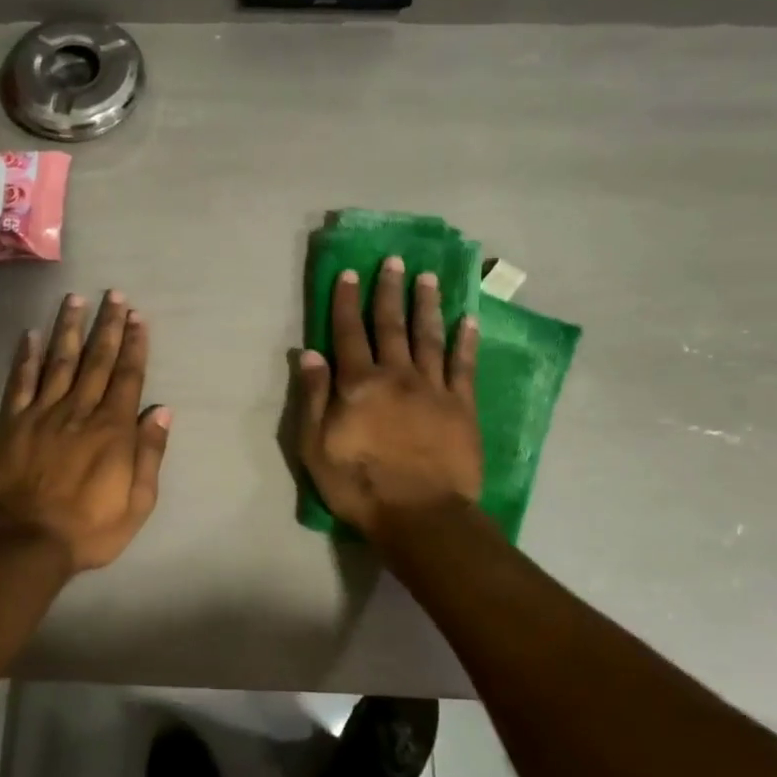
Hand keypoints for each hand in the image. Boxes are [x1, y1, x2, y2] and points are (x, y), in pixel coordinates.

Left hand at [0, 291, 171, 573]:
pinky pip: (20, 383)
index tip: (138, 317)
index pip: (128, 377)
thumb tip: (161, 411)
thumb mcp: (137, 503)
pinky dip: (25, 357)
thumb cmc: (88, 529)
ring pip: (59, 361)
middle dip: (108, 326)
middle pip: (97, 360)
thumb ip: (149, 455)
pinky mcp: (12, 423)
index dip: (134, 345)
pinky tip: (30, 334)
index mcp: (112, 430)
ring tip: (75, 299)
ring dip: (69, 329)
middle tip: (114, 295)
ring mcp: (43, 413)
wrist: (25, 542)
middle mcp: (79, 411)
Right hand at [297, 258, 483, 539]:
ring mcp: (433, 389)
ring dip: (426, 304)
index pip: (349, 333)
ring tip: (427, 277)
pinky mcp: (462, 407)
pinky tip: (467, 319)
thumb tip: (308, 353)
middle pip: (391, 326)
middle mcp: (396, 376)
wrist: (420, 516)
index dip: (347, 302)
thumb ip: (313, 397)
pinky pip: (464, 366)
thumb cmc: (359, 485)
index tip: (350, 273)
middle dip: (389, 291)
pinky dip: (465, 341)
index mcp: (359, 384)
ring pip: (428, 337)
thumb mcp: (315, 446)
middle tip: (394, 261)